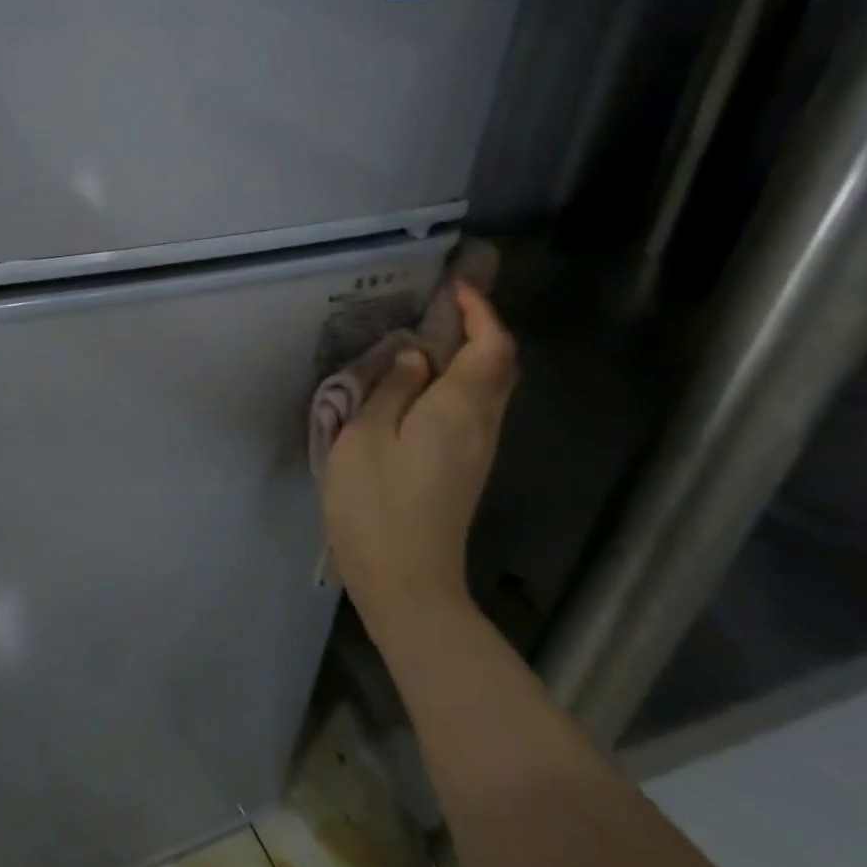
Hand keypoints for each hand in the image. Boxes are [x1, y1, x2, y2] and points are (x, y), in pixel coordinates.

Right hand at [320, 282, 517, 641]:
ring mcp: (477, 450)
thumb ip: (392, 390)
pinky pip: (473, 408)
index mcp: (459, 411)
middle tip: (439, 305)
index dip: (480, 311)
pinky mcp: (464, 468)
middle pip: (500, 366)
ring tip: (424, 335)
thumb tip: (416, 356)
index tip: (454, 284)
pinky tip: (419, 382)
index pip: (491, 347)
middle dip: (480, 328)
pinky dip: (457, 381)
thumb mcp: (367, 438)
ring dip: (468, 354)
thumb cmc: (377, 506)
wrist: (407, 582)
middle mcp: (481, 426)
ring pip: (489, 387)